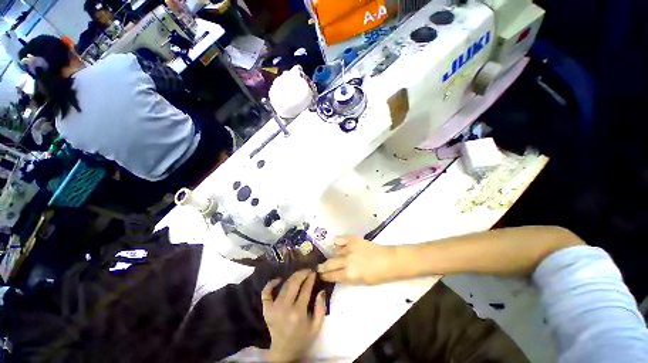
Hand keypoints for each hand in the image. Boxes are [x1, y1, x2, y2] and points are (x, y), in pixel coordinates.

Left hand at [262, 270, 325, 361]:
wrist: (284, 352)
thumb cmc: (302, 338)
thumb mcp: (316, 326)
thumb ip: (321, 308)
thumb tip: (321, 290)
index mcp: (298, 313)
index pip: (305, 289)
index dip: (310, 278)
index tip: (314, 272)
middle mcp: (285, 308)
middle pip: (293, 283)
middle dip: (302, 273)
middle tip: (307, 270)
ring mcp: (273, 308)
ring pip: (283, 286)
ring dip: (292, 276)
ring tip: (299, 273)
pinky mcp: (266, 310)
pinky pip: (266, 293)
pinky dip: (270, 284)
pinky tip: (278, 279)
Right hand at [317, 236, 399, 284]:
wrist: (388, 261)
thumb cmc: (377, 276)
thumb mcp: (361, 282)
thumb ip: (347, 278)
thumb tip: (337, 274)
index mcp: (349, 274)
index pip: (332, 275)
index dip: (324, 276)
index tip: (320, 275)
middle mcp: (346, 260)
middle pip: (330, 263)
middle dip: (323, 267)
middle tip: (319, 267)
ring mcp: (349, 248)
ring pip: (334, 252)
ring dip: (331, 256)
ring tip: (330, 257)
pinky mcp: (353, 239)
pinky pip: (340, 240)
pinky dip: (337, 242)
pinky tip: (335, 244)